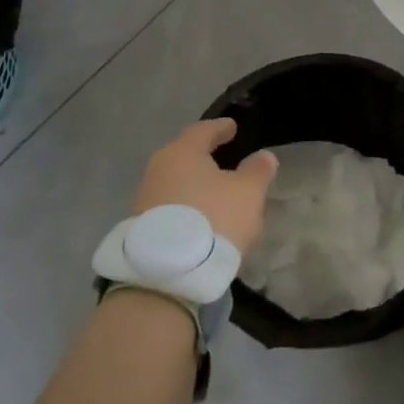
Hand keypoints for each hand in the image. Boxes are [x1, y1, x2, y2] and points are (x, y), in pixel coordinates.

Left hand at [131, 120, 278, 253]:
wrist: (167, 275)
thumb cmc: (213, 218)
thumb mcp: (248, 193)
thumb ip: (257, 171)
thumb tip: (263, 156)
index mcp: (183, 152)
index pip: (203, 130)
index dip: (220, 128)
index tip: (232, 127)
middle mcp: (158, 169)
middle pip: (184, 156)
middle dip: (203, 156)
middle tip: (222, 157)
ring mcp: (145, 199)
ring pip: (175, 182)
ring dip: (192, 185)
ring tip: (212, 192)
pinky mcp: (140, 228)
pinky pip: (168, 207)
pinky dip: (184, 206)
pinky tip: (198, 218)